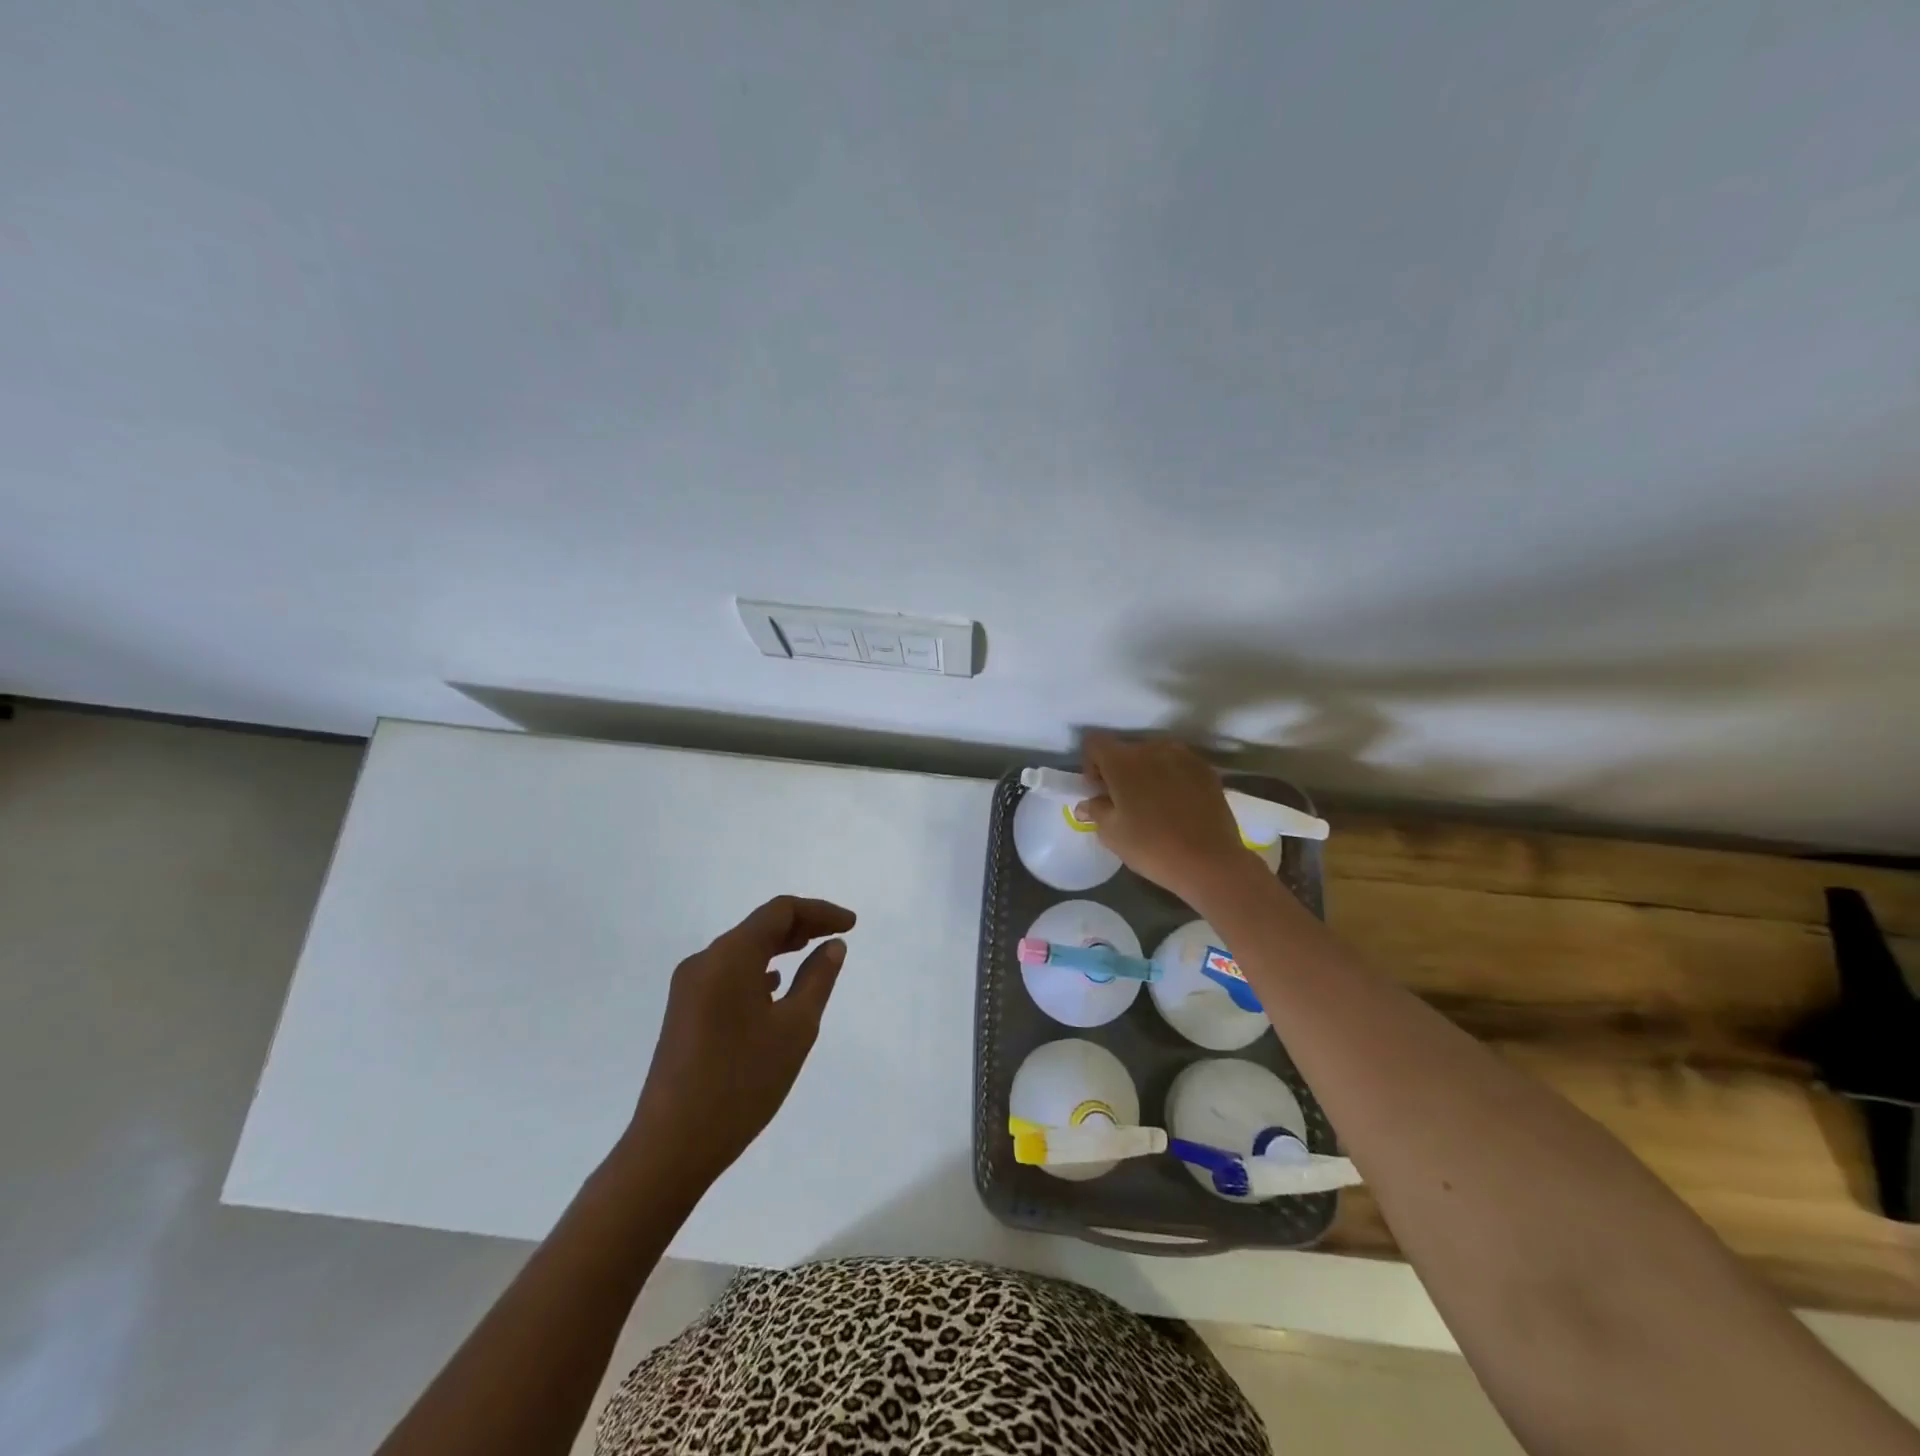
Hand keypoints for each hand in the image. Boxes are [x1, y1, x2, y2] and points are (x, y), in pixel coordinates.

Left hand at [624, 895, 855, 1187]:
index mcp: (730, 956)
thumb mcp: (795, 1028)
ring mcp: (688, 988)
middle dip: (801, 926)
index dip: (819, 911)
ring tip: (811, 954)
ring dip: (779, 948)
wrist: (672, 1146)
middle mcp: (704, 961)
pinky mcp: (683, 1012)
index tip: (851, 925)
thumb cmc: (742, 1082)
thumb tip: (833, 945)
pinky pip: (727, 974)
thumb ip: (818, 979)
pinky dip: (757, 971)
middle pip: (759, 926)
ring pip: (742, 951)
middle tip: (837, 936)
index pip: (780, 911)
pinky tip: (774, 989)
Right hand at [1075, 733, 1254, 904]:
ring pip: (1154, 755)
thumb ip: (1095, 810)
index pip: (1094, 743)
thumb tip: (1087, 804)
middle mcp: (1152, 748)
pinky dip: (1171, 777)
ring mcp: (1184, 756)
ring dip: (1146, 772)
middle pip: (1125, 749)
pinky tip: (1177, 805)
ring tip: (1152, 803)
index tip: (1098, 791)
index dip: (1090, 764)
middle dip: (1119, 770)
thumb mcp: (1111, 833)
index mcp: (1123, 761)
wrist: (1209, 862)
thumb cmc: (1151, 847)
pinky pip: (1179, 765)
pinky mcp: (1206, 769)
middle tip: (1123, 801)